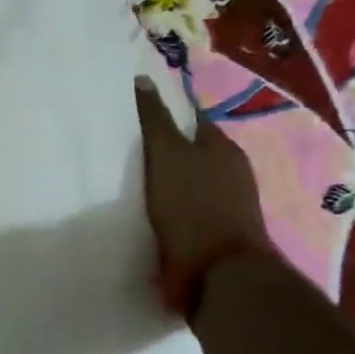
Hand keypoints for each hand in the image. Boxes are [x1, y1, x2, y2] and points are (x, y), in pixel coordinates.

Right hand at [135, 75, 268, 271]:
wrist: (218, 274)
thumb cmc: (192, 205)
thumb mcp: (167, 154)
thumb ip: (154, 119)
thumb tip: (143, 79)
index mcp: (222, 146)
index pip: (190, 117)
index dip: (163, 112)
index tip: (132, 114)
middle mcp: (230, 171)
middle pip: (190, 150)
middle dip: (163, 147)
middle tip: (124, 146)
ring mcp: (227, 203)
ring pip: (188, 180)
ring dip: (165, 179)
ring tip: (129, 179)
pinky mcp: (215, 232)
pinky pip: (186, 208)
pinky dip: (168, 205)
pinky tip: (146, 209)